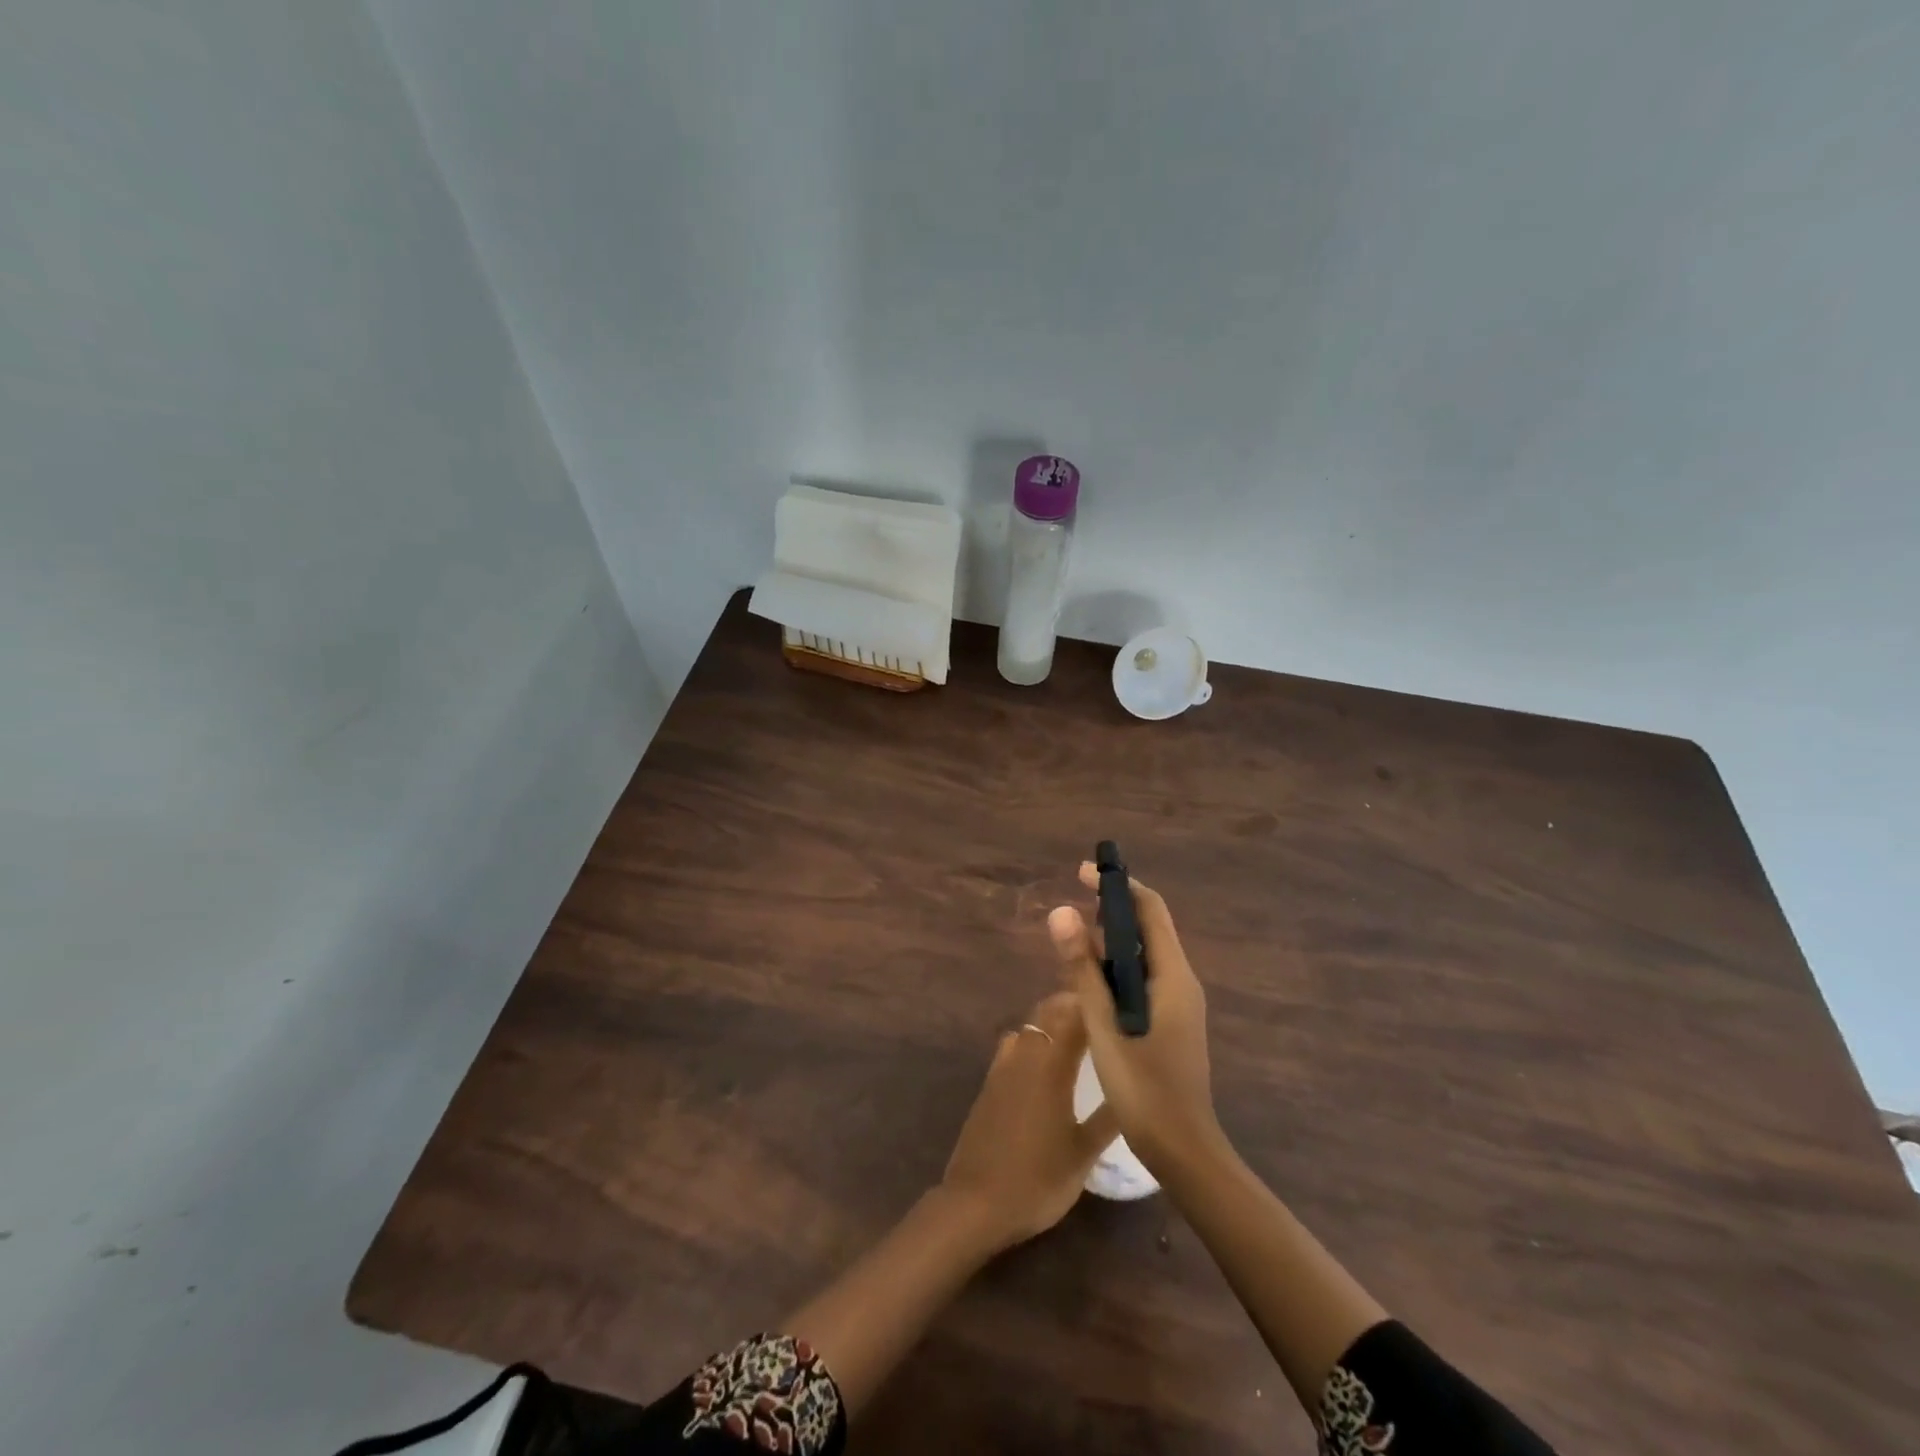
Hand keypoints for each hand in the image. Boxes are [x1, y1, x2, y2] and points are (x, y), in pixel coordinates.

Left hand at [939, 992, 1119, 1251]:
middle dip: (1073, 1006)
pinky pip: (1013, 1045)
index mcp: (1051, 1065)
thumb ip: (1109, 1118)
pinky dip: (1031, 1041)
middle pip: (1048, 1012)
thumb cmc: (1037, 1179)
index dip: (1095, 1003)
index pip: (1075, 1016)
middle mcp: (1025, 1055)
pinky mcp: (989, 1082)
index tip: (1117, 1001)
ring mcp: (1002, 1066)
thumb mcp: (1083, 1154)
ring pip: (1029, 1026)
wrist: (976, 1202)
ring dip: (1050, 1021)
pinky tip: (1044, 1064)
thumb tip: (1135, 1088)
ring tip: (1077, 1035)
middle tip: (1102, 1015)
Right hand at [1048, 862, 1219, 1173]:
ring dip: (1113, 941)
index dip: (1118, 886)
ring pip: (1146, 956)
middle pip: (1149, 929)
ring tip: (1075, 940)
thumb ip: (1082, 967)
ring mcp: (1181, 1004)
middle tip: (1071, 906)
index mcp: (1173, 975)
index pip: (1150, 910)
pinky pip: (1145, 979)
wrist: (1183, 1149)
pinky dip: (1118, 968)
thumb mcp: (1103, 1022)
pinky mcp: (1173, 1023)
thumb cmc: (1143, 1084)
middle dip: (1113, 910)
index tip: (1083, 873)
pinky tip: (1093, 982)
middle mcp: (1182, 981)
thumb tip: (1061, 912)